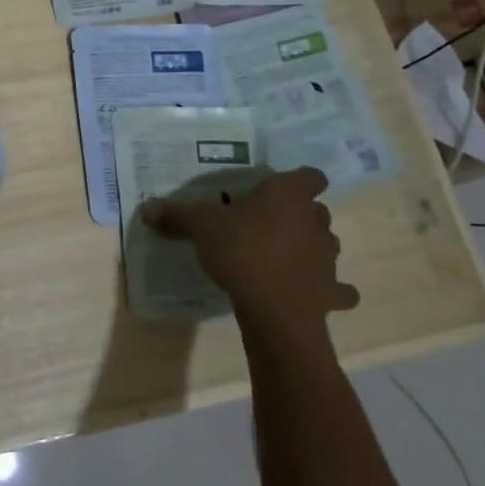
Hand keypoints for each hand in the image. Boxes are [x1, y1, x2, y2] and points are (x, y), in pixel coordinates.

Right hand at [142, 168, 356, 348]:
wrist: (274, 309)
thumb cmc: (241, 251)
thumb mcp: (200, 227)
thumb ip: (177, 215)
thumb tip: (147, 209)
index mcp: (288, 195)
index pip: (310, 175)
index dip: (298, 180)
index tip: (278, 189)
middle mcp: (315, 220)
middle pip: (315, 211)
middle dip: (298, 216)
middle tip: (267, 225)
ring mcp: (328, 257)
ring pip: (326, 245)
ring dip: (310, 249)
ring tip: (282, 259)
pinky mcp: (332, 292)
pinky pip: (337, 289)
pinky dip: (328, 290)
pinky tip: (311, 294)